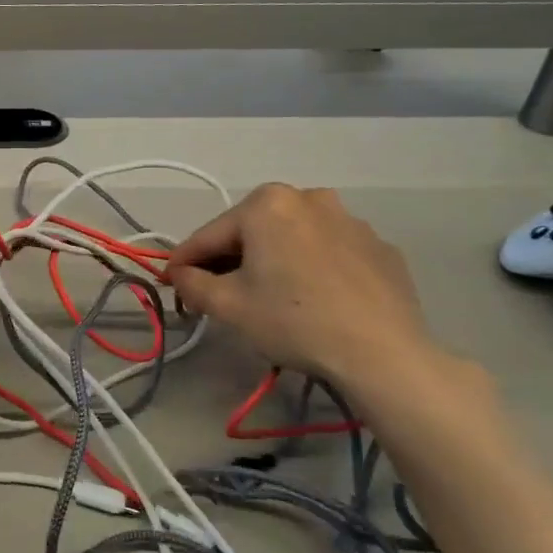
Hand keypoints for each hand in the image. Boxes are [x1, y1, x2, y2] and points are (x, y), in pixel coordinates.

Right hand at [167, 183, 439, 391]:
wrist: (383, 354)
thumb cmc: (294, 320)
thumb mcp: (228, 305)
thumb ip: (192, 283)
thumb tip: (181, 274)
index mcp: (267, 204)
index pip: (209, 235)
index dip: (184, 262)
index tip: (169, 282)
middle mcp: (309, 198)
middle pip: (252, 232)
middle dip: (230, 259)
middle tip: (216, 292)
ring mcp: (350, 220)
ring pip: (292, 239)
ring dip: (272, 260)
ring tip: (268, 296)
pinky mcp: (380, 247)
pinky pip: (329, 253)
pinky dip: (312, 268)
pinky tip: (313, 300)